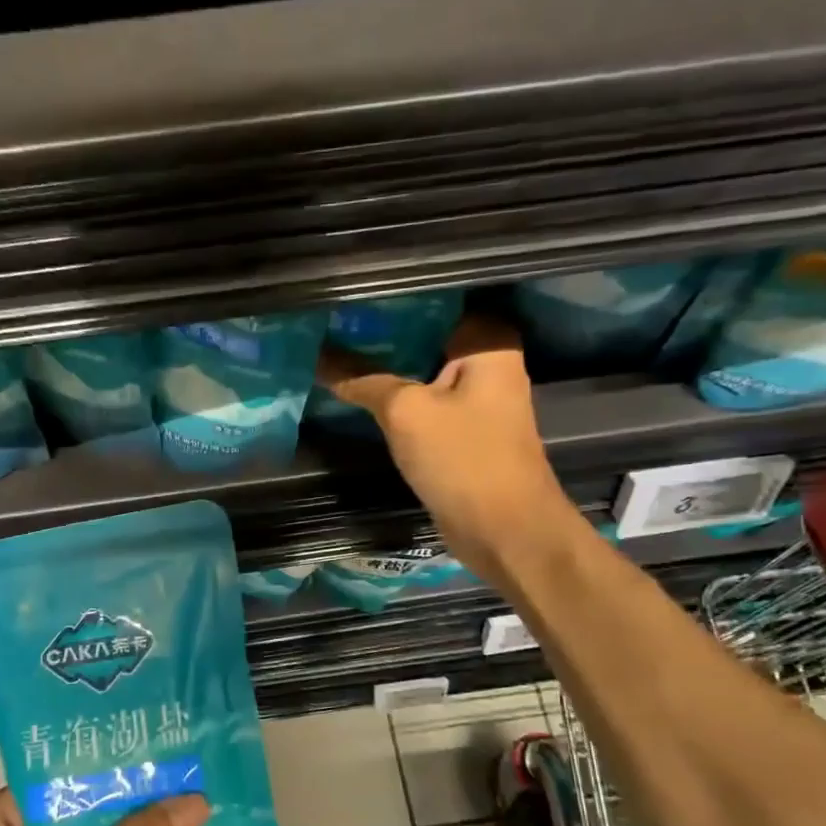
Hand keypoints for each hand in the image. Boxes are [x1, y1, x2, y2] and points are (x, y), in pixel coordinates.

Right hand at [318, 314, 562, 586]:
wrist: (504, 531)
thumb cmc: (463, 459)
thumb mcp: (405, 412)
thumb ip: (363, 380)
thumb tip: (321, 357)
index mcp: (488, 343)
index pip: (436, 301)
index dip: (393, 298)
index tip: (351, 295)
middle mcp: (487, 364)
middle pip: (426, 335)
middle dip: (382, 332)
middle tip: (333, 321)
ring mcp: (475, 400)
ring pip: (421, 370)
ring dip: (386, 367)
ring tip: (336, 348)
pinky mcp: (462, 430)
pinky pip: (423, 402)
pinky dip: (396, 397)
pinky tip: (359, 390)